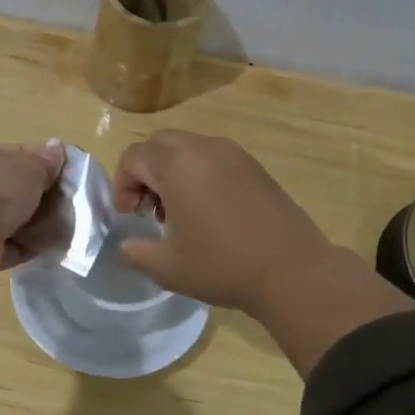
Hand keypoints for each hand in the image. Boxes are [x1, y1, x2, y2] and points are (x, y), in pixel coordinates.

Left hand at [0, 142, 66, 339]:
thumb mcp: (29, 167)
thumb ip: (46, 161)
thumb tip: (57, 149)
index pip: (18, 155)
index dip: (45, 162)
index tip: (69, 173)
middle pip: (18, 189)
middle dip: (44, 197)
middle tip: (72, 204)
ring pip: (16, 219)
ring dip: (39, 224)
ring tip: (68, 227)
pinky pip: (14, 246)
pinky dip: (31, 247)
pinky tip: (53, 247)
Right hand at [111, 131, 335, 312]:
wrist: (292, 270)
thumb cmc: (222, 265)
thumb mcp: (166, 267)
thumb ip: (135, 251)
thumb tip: (129, 243)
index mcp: (178, 164)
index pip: (134, 157)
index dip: (122, 185)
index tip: (129, 216)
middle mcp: (205, 148)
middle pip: (160, 144)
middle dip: (146, 172)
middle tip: (149, 209)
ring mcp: (235, 154)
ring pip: (189, 148)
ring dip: (173, 172)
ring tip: (180, 213)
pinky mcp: (255, 167)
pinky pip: (214, 158)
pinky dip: (200, 174)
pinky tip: (209, 212)